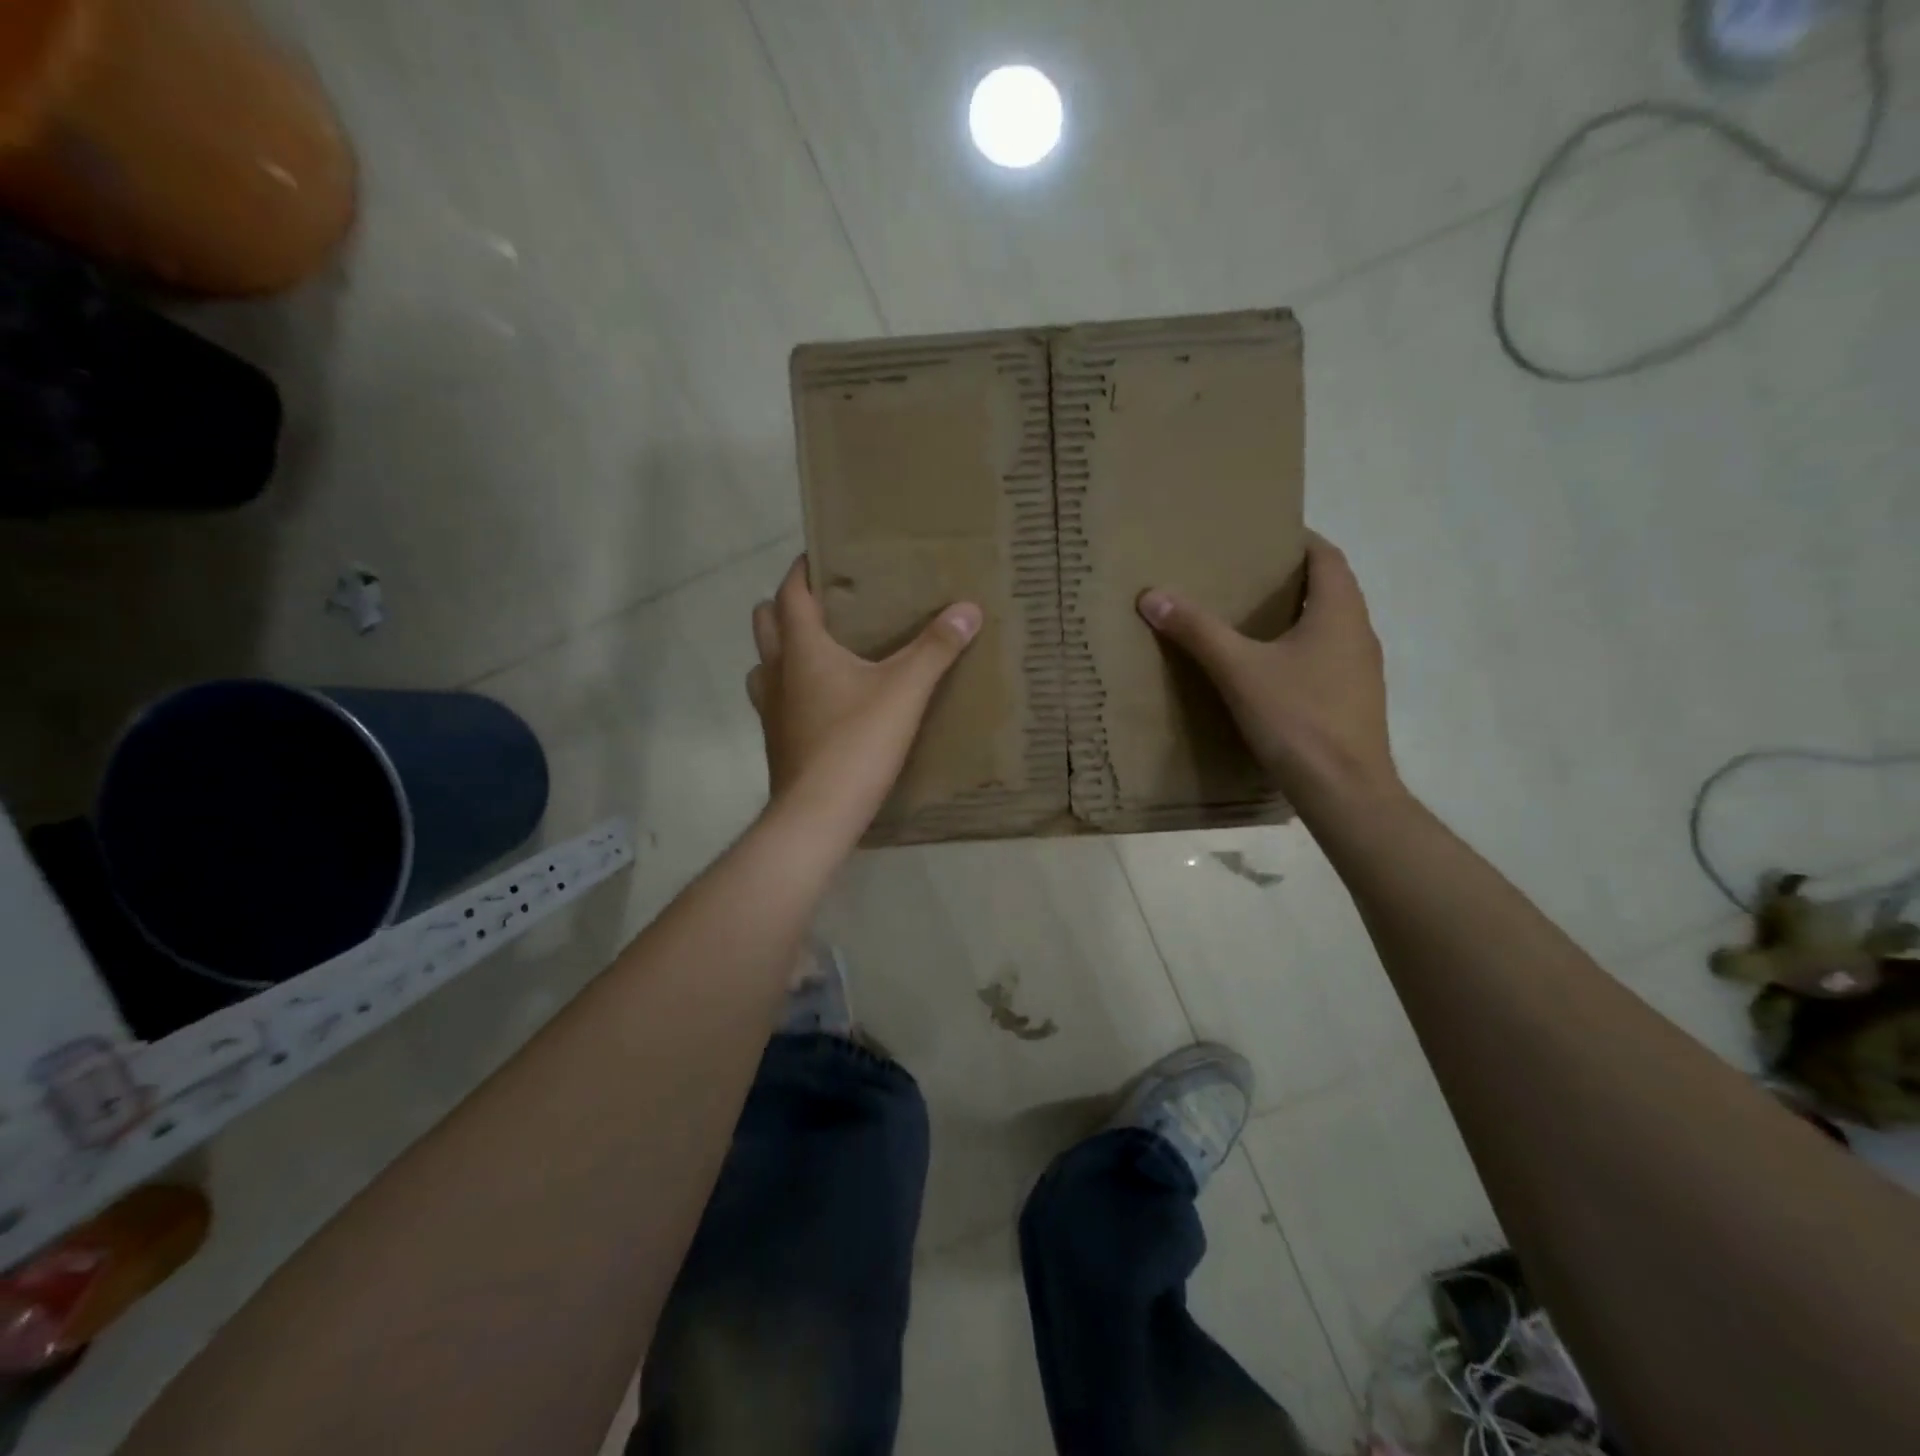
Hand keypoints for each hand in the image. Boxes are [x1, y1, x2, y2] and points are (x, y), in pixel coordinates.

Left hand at [747, 556, 981, 840]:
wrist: (817, 816)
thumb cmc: (856, 743)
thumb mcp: (905, 691)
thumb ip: (935, 648)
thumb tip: (968, 609)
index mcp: (801, 649)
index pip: (789, 593)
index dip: (802, 570)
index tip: (823, 555)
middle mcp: (776, 673)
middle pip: (766, 622)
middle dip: (789, 606)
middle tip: (828, 605)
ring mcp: (771, 710)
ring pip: (765, 663)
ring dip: (784, 649)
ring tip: (824, 651)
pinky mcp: (778, 741)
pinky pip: (776, 699)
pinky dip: (793, 688)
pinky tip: (825, 702)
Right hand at [1137, 532, 1396, 804]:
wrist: (1344, 792)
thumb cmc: (1297, 720)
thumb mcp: (1239, 671)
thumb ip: (1197, 631)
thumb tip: (1152, 595)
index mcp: (1339, 612)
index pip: (1327, 557)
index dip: (1298, 541)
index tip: (1261, 538)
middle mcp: (1358, 634)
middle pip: (1328, 590)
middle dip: (1288, 580)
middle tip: (1241, 578)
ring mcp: (1360, 671)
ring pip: (1327, 628)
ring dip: (1294, 618)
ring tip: (1247, 622)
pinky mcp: (1352, 702)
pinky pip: (1325, 660)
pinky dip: (1298, 652)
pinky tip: (1266, 673)